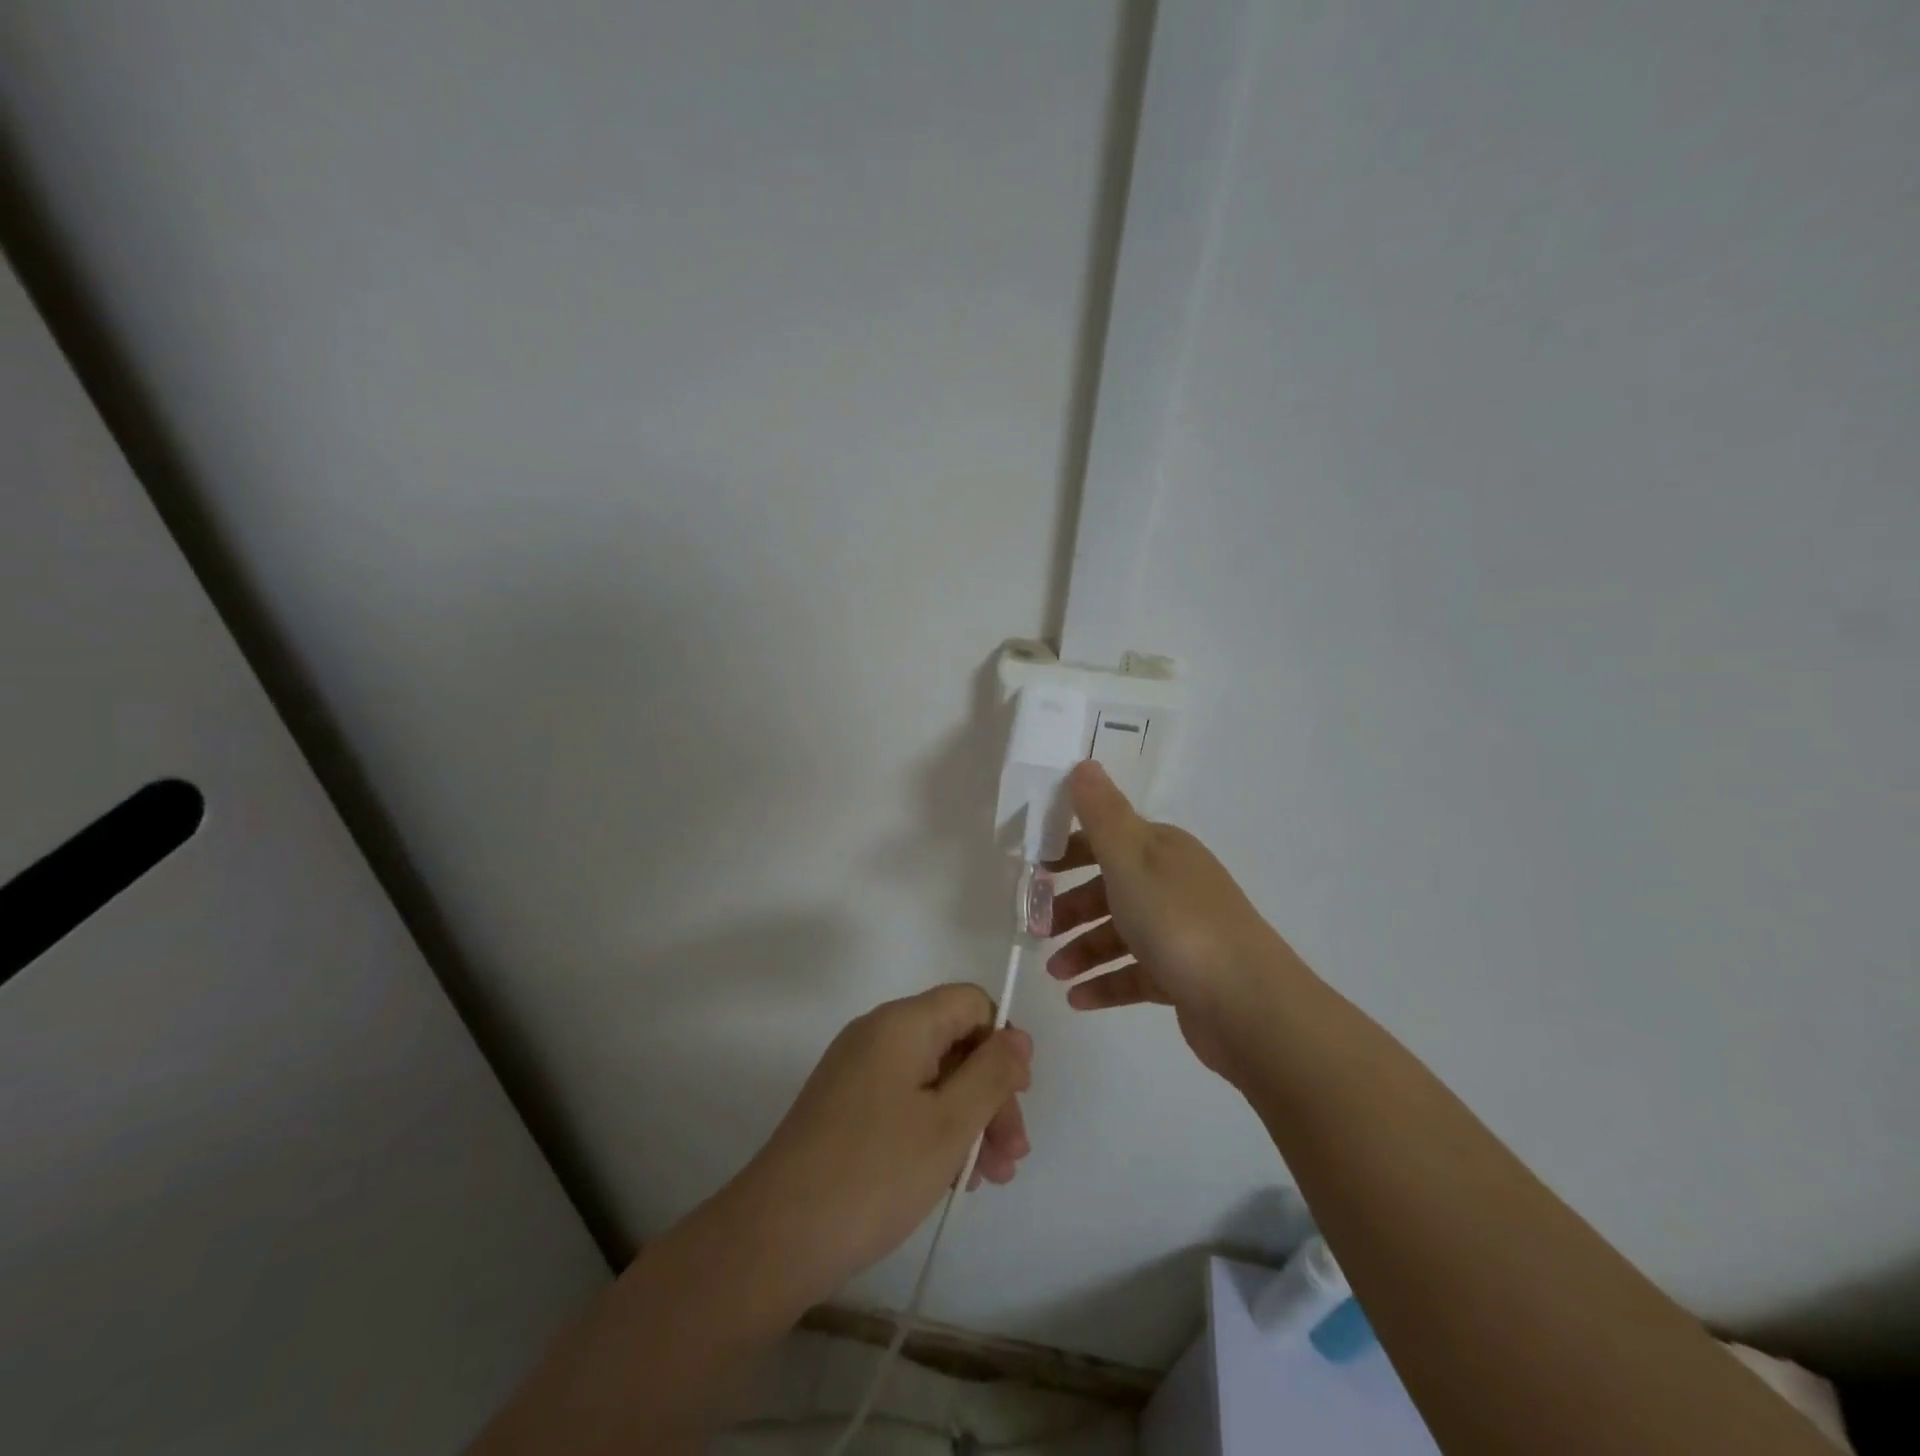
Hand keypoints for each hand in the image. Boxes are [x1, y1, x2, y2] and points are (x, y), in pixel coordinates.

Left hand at [730, 984, 1031, 1307]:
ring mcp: (858, 1073)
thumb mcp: (950, 1123)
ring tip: (990, 1179)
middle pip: (954, 1043)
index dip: (1001, 1042)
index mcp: (902, 1023)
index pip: (970, 1003)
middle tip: (1013, 1155)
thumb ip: (992, 1073)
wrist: (776, 1237)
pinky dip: (935, 1132)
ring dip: (969, 1121)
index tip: (1017, 1096)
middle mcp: (878, 1035)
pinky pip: (906, 1103)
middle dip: (991, 1094)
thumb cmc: (875, 1172)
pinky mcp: (846, 1109)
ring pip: (933, 1079)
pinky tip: (953, 1179)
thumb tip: (1017, 1036)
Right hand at [1045, 761, 1306, 1077]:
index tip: (1034, 870)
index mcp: (1162, 851)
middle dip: (1070, 906)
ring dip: (1083, 950)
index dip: (1069, 851)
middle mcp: (1173, 884)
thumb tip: (1084, 763)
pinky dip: (1105, 984)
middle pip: (1110, 888)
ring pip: (1120, 934)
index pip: (1107, 839)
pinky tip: (1077, 999)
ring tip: (1054, 972)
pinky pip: (1135, 974)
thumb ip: (1101, 815)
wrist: (1247, 1003)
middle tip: (1035, 928)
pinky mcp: (1184, 975)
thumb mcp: (1130, 859)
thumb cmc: (1178, 921)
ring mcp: (1181, 932)